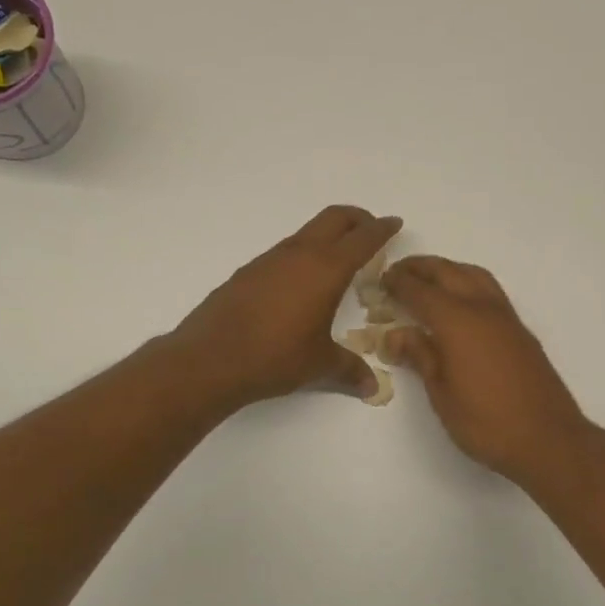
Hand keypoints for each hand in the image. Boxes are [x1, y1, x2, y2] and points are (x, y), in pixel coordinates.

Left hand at [173, 205, 401, 406]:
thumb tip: (372, 387)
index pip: (363, 239)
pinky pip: (284, 253)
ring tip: (338, 261)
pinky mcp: (247, 273)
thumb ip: (350, 370)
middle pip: (334, 218)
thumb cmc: (276, 357)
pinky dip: (302, 256)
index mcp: (326, 269)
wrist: (210, 359)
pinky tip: (300, 285)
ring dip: (327, 237)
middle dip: (357, 219)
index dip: (382, 229)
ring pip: (306, 233)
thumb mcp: (320, 365)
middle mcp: (299, 254)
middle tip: (370, 231)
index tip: (394, 223)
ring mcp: (269, 260)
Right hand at [380, 256, 593, 484]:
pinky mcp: (520, 330)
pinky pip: (489, 290)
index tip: (381, 280)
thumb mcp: (442, 393)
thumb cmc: (486, 422)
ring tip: (428, 281)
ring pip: (473, 275)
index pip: (420, 290)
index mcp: (457, 321)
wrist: (548, 438)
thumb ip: (420, 355)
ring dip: (448, 270)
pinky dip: (468, 283)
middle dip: (420, 268)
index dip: (398, 282)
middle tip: (399, 273)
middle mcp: (482, 308)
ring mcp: (506, 317)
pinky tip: (460, 303)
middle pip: (448, 272)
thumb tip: (396, 334)